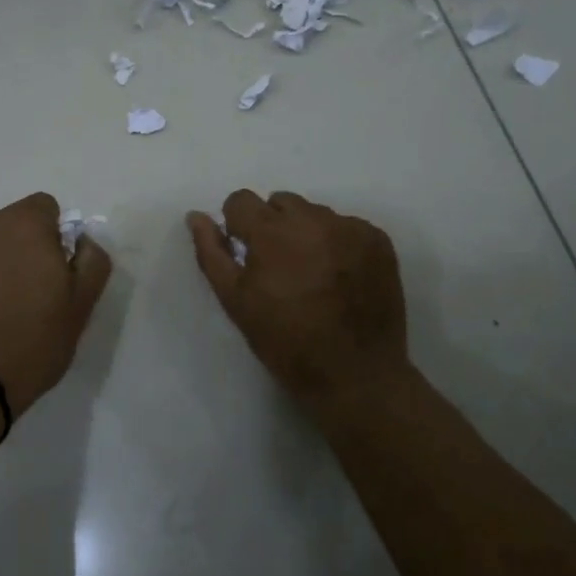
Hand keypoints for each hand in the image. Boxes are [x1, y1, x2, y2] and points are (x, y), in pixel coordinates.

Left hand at [0, 193, 112, 421]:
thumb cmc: (28, 343)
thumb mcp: (80, 308)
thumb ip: (92, 262)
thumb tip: (83, 240)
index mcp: (22, 224)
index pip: (45, 208)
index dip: (54, 237)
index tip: (53, 273)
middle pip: (8, 225)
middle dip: (19, 249)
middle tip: (26, 296)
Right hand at [186, 191, 410, 405]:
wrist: (355, 374)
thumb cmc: (285, 341)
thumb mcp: (236, 300)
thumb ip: (212, 253)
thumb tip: (196, 217)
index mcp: (272, 232)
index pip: (241, 200)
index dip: (237, 225)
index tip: (245, 252)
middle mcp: (313, 219)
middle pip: (280, 202)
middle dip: (272, 225)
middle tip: (279, 267)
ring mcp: (351, 228)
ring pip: (315, 213)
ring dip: (305, 233)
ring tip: (312, 274)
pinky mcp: (379, 241)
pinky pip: (346, 227)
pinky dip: (337, 243)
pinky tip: (339, 277)